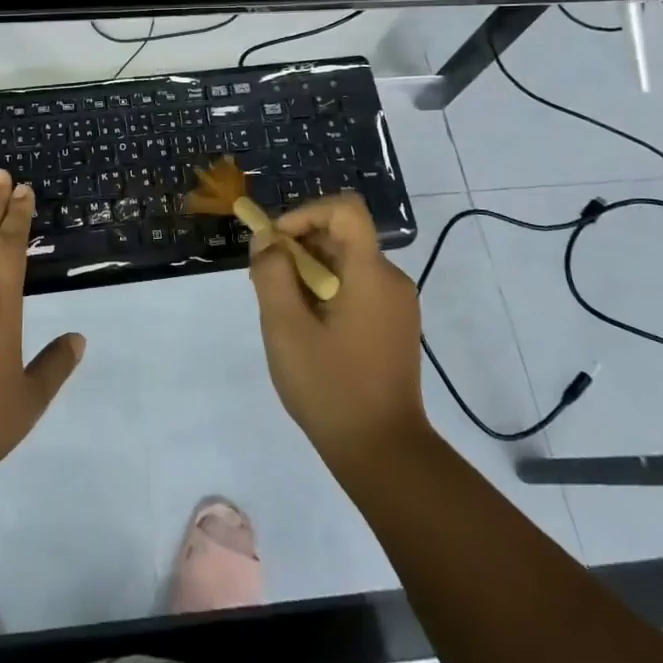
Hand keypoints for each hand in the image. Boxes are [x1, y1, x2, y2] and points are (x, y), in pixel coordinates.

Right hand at [246, 193, 430, 472]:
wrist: (383, 453)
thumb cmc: (331, 387)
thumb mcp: (286, 328)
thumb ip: (272, 274)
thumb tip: (267, 239)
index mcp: (371, 273)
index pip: (344, 209)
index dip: (305, 213)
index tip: (275, 243)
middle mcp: (391, 279)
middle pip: (340, 237)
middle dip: (297, 249)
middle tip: (266, 285)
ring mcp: (396, 305)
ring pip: (344, 264)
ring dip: (307, 274)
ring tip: (282, 314)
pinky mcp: (394, 326)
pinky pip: (355, 288)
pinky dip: (324, 293)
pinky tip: (306, 331)